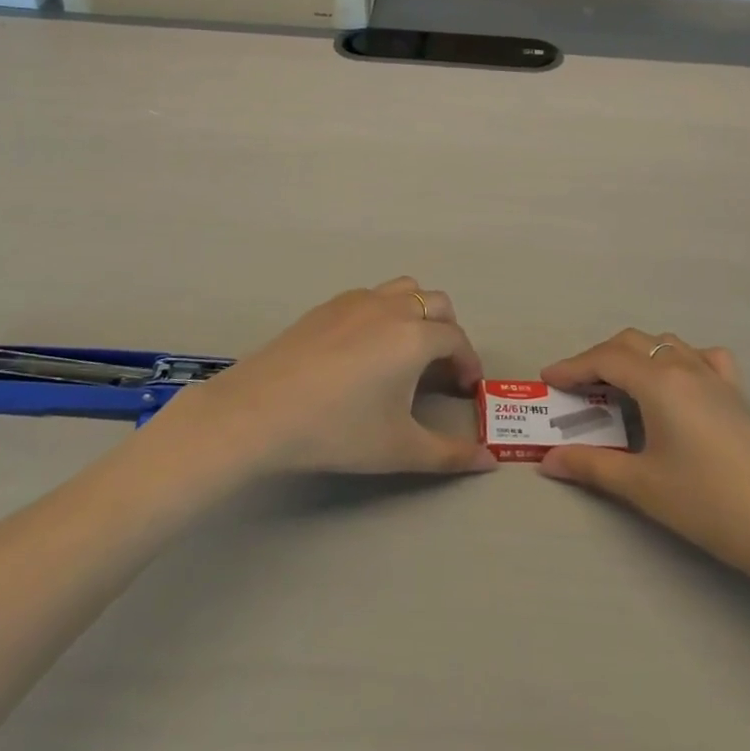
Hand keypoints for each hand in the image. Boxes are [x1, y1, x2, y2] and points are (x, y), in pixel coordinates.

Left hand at [160, 278, 495, 478]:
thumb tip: (489, 460)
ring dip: (418, 313)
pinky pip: (371, 297)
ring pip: (403, 290)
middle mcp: (391, 307)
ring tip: (406, 352)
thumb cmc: (338, 429)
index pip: (457, 340)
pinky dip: (384, 313)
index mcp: (415, 336)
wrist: (261, 410)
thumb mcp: (399, 449)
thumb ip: (450, 454)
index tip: (465, 390)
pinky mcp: (327, 305)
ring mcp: (357, 301)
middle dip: (448, 333)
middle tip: (440, 370)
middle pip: (437, 304)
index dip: (468, 363)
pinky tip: (365, 351)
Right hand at [538, 331, 749, 593]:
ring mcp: (716, 378)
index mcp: (660, 382)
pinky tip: (677, 384)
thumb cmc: (712, 505)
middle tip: (576, 389)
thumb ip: (592, 467)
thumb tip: (548, 460)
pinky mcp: (737, 395)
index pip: (605, 359)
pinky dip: (678, 359)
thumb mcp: (643, 487)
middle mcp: (685, 367)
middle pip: (632, 343)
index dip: (572, 366)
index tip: (547, 379)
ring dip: (635, 355)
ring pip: (665, 344)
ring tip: (617, 386)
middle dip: (598, 358)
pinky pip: (702, 357)